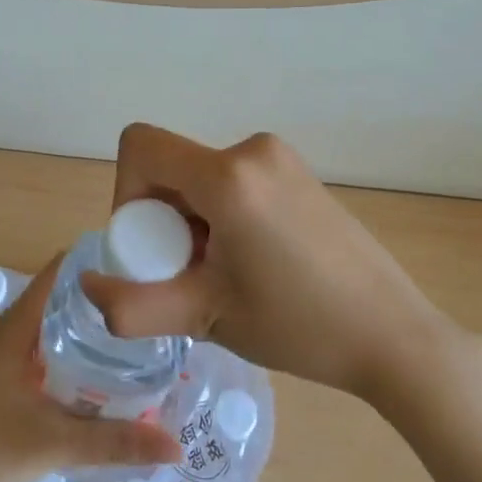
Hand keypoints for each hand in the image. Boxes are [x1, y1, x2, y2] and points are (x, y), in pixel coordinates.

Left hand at [0, 257, 179, 481]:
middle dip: (106, 297)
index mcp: (18, 324)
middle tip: (153, 305)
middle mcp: (13, 329)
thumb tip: (175, 445)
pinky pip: (51, 349)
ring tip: (140, 334)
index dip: (99, 261)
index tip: (141, 266)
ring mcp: (8, 354)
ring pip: (58, 325)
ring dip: (93, 327)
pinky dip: (78, 352)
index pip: (62, 270)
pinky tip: (107, 372)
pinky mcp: (8, 379)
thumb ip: (115, 442)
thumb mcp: (55, 443)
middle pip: (65, 296)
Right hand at [80, 124, 451, 402]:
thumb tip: (88, 287)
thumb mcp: (205, 317)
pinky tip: (252, 263)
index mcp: (229, 176)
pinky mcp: (298, 173)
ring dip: (192, 221)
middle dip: (163, 220)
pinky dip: (222, 215)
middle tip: (190, 276)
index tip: (152, 249)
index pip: (141, 146)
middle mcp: (253, 150)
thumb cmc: (299, 326)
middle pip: (171, 166)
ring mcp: (281, 158)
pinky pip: (234, 181)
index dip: (126, 195)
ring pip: (201, 177)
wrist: (392, 335)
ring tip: (225, 277)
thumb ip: (133, 306)